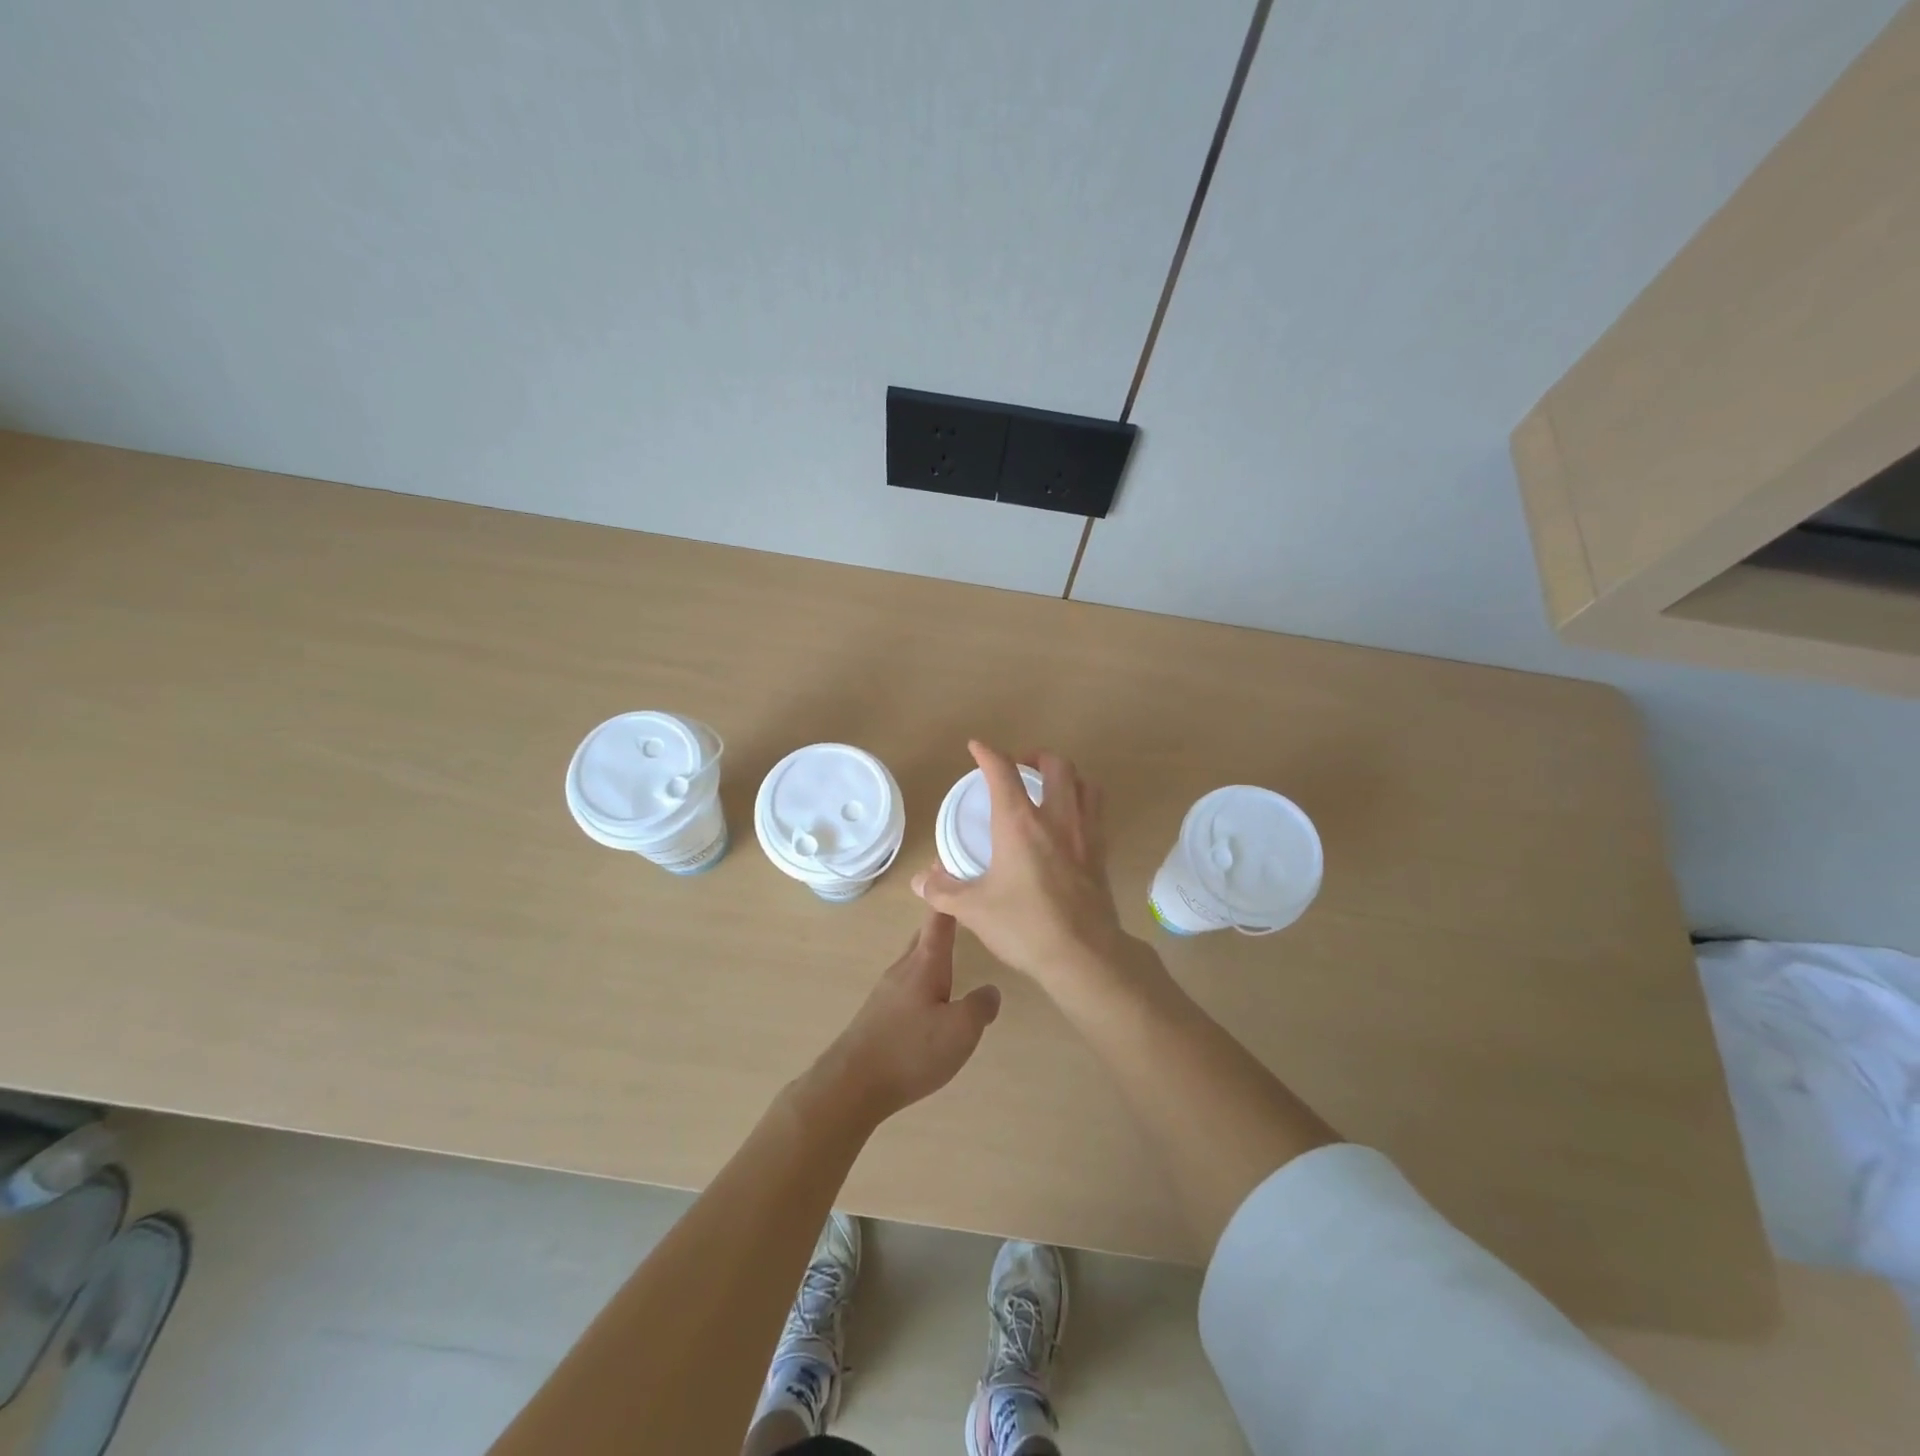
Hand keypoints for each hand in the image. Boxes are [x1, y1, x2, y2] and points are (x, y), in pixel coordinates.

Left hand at [809, 907, 1001, 1125]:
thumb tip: (991, 990)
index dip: (948, 896)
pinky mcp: (878, 1014)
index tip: (953, 868)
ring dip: (932, 953)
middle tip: (961, 911)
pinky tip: (932, 999)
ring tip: (953, 953)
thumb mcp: (960, 1030)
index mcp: (925, 963)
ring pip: (914, 961)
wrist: (852, 1084)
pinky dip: (923, 978)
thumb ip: (980, 1006)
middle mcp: (903, 969)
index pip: (939, 919)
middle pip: (924, 936)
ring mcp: (886, 991)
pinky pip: (906, 984)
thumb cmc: (911, 1050)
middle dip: (941, 923)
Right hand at [912, 741, 1131, 994]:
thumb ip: (943, 891)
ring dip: (1065, 775)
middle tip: (1018, 767)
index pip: (1003, 772)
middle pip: (1055, 765)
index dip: (988, 754)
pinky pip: (1096, 810)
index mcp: (1020, 823)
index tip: (976, 747)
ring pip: (1084, 782)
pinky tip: (1068, 821)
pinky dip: (1081, 801)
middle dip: (1034, 756)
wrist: (1083, 954)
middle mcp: (1056, 818)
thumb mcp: (973, 910)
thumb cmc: (1024, 926)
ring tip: (1048, 786)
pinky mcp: (1101, 852)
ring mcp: (1085, 833)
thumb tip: (920, 880)